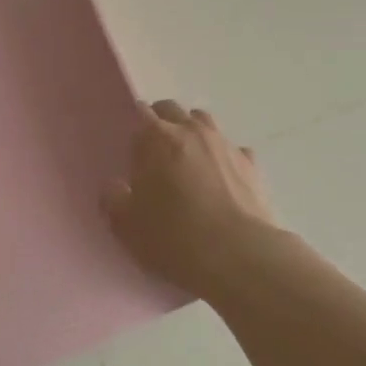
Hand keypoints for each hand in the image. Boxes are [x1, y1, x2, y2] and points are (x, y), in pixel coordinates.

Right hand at [101, 99, 278, 298]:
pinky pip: (233, 149)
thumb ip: (113, 200)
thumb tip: (114, 187)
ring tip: (187, 161)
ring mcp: (225, 144)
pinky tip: (221, 179)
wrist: (238, 255)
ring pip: (204, 122)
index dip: (134, 126)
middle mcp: (192, 131)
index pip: (140, 112)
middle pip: (173, 110)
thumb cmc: (174, 237)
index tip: (131, 148)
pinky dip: (223, 157)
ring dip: (193, 133)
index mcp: (157, 138)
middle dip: (161, 123)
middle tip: (155, 154)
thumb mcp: (127, 226)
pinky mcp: (252, 164)